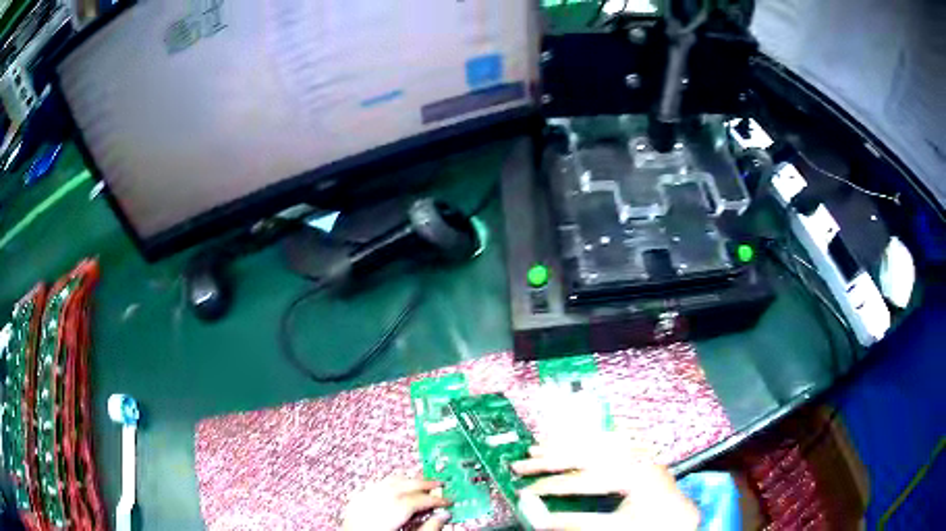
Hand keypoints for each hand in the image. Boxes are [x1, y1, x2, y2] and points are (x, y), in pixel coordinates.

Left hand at [342, 476, 450, 530]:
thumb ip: (426, 529)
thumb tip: (443, 516)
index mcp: (383, 519)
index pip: (412, 502)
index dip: (433, 499)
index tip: (448, 500)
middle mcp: (369, 507)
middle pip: (398, 486)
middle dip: (420, 483)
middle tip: (439, 483)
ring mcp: (359, 503)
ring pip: (384, 483)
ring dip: (405, 479)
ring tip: (420, 481)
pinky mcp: (352, 504)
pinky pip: (371, 487)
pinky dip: (387, 484)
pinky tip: (396, 486)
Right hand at [511, 441, 699, 530]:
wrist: (682, 520)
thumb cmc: (651, 527)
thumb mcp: (615, 529)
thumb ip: (576, 523)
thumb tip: (537, 518)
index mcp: (635, 474)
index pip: (583, 479)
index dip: (551, 486)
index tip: (524, 492)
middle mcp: (638, 456)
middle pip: (587, 452)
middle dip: (551, 459)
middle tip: (521, 464)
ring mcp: (641, 452)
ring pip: (597, 441)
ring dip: (565, 445)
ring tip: (538, 448)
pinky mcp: (642, 453)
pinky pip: (612, 439)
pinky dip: (588, 439)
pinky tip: (575, 440)